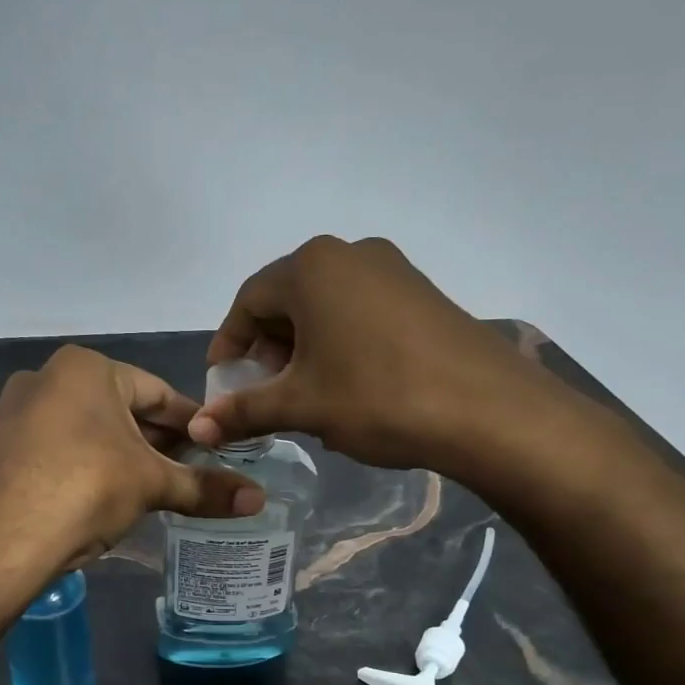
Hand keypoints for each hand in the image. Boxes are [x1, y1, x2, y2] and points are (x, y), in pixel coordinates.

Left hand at [0, 345, 264, 568]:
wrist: (0, 538)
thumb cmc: (87, 487)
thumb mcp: (152, 484)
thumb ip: (205, 488)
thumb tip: (260, 500)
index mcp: (87, 368)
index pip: (157, 392)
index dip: (192, 421)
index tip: (217, 443)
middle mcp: (47, 378)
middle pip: (121, 409)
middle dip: (156, 439)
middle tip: (191, 469)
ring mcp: (17, 412)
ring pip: (89, 430)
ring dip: (123, 455)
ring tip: (155, 486)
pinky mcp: (0, 448)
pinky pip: (59, 449)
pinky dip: (88, 466)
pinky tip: (106, 496)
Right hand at [187, 236, 534, 472]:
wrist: (487, 410)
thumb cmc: (378, 398)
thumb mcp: (302, 406)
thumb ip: (244, 412)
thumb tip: (197, 430)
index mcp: (311, 268)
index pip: (248, 302)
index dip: (229, 345)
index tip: (222, 385)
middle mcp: (349, 254)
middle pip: (287, 300)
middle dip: (267, 349)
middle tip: (263, 393)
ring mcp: (392, 270)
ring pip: (326, 307)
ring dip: (304, 348)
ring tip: (304, 394)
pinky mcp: (422, 293)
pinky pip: (361, 312)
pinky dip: (340, 343)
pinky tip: (348, 385)